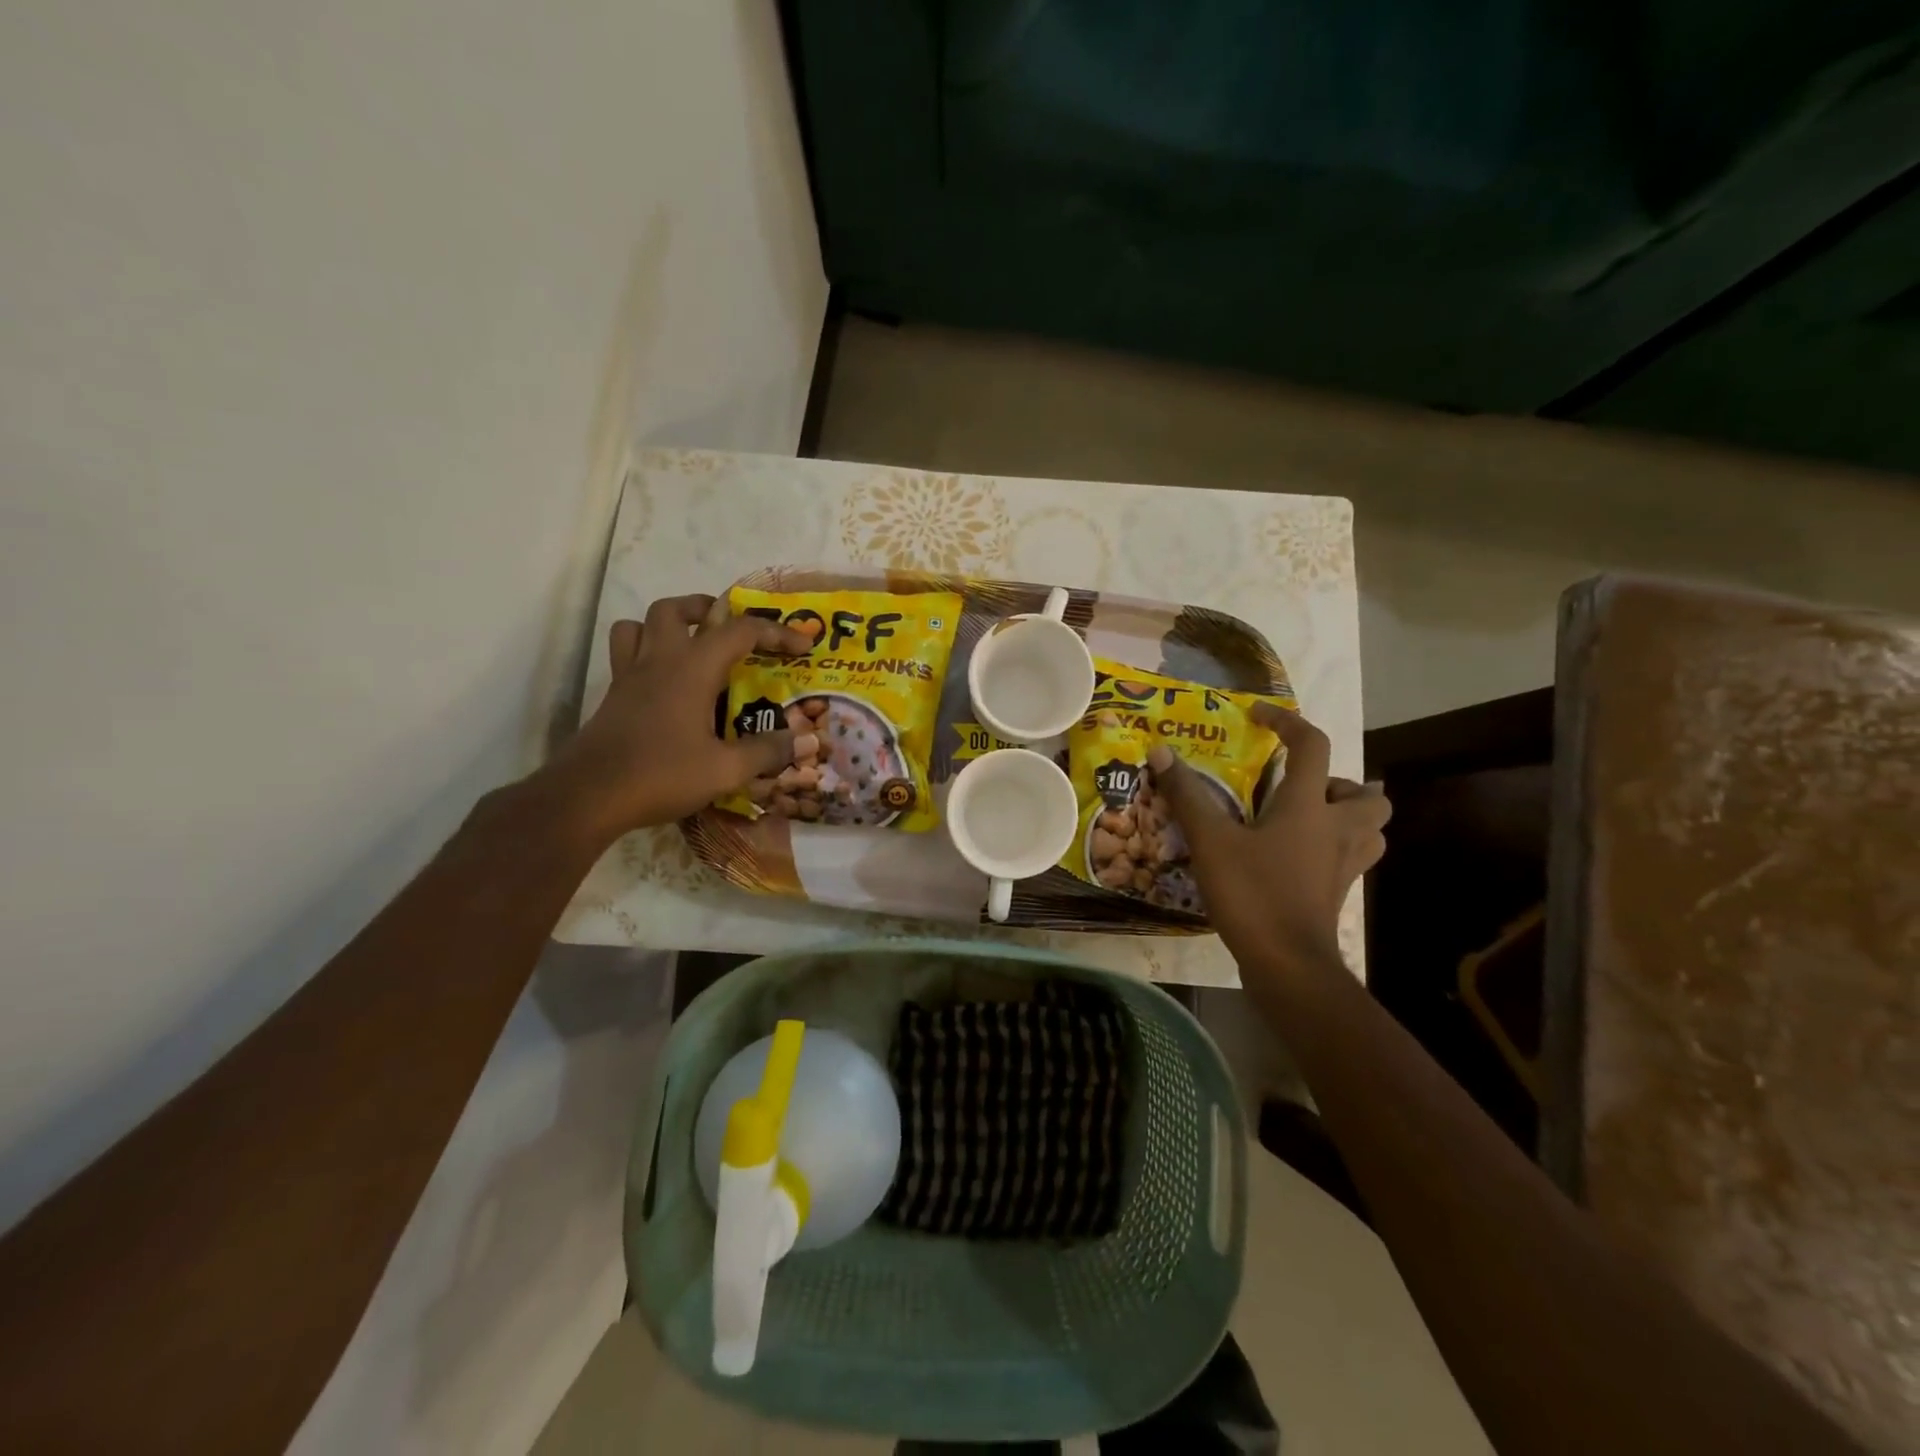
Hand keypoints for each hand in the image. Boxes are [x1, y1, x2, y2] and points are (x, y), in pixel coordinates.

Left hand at [537, 594, 812, 842]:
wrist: (588, 796)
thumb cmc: (661, 775)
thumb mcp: (724, 770)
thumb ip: (765, 752)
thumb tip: (803, 742)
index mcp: (692, 669)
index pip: (740, 631)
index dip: (776, 632)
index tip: (802, 646)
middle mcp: (659, 660)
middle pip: (677, 609)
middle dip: (709, 611)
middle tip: (732, 632)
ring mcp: (629, 676)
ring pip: (641, 624)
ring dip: (668, 624)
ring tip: (691, 645)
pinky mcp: (613, 695)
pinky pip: (626, 652)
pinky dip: (646, 651)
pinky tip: (664, 682)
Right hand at [1148, 708, 1389, 972]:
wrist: (1287, 964)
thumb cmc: (1253, 893)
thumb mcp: (1211, 841)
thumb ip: (1187, 795)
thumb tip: (1161, 752)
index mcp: (1309, 807)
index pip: (1312, 746)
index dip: (1287, 722)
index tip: (1259, 717)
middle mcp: (1338, 830)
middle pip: (1369, 794)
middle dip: (1339, 783)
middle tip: (1299, 790)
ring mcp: (1344, 865)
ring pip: (1370, 828)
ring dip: (1345, 816)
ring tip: (1304, 820)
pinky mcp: (1338, 892)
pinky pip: (1350, 857)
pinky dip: (1332, 847)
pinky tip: (1295, 856)